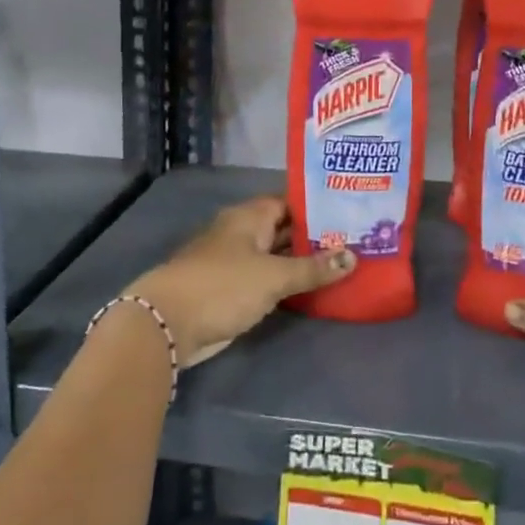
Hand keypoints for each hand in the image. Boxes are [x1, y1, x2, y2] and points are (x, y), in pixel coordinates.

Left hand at [129, 197, 354, 365]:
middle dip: (314, 235)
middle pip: (283, 228)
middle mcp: (242, 232)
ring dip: (302, 260)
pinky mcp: (232, 289)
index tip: (350, 210)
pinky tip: (314, 288)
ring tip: (344, 261)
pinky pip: (267, 278)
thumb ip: (313, 268)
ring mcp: (235, 261)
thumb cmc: (223, 286)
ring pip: (276, 255)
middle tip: (356, 239)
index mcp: (249, 216)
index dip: (318, 205)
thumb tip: (352, 255)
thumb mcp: (274, 276)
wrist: (169, 323)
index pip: (290, 201)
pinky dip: (287, 281)